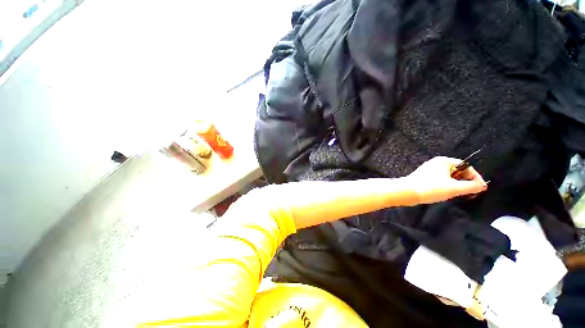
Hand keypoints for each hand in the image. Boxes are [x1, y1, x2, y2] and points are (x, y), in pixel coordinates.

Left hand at [407, 157, 487, 203]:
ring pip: (449, 177)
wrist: (407, 192)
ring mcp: (429, 169)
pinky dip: (447, 186)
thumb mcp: (454, 188)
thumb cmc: (431, 188)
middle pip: (458, 171)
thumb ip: (471, 186)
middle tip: (471, 193)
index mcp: (444, 161)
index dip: (476, 178)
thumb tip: (482, 186)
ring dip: (457, 185)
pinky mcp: (424, 177)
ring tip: (460, 194)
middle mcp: (436, 163)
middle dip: (466, 182)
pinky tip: (447, 193)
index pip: (466, 167)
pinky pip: (441, 180)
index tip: (481, 189)